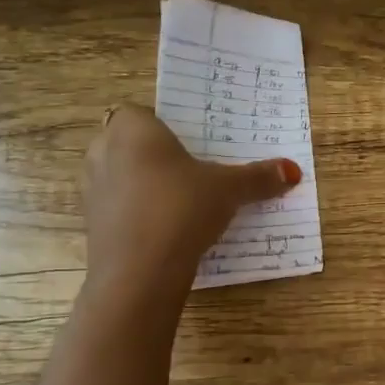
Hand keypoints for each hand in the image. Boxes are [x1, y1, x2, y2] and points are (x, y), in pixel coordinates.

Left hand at [84, 103, 300, 288]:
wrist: (139, 271)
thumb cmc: (181, 208)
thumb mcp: (228, 190)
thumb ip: (258, 178)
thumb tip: (293, 170)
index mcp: (132, 129)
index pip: (139, 113)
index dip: (162, 126)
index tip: (189, 145)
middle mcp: (103, 150)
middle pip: (128, 143)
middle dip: (152, 155)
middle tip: (189, 171)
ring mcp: (90, 189)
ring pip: (119, 176)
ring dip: (142, 184)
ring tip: (179, 202)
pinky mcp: (91, 223)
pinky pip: (117, 207)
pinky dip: (135, 213)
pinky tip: (164, 229)